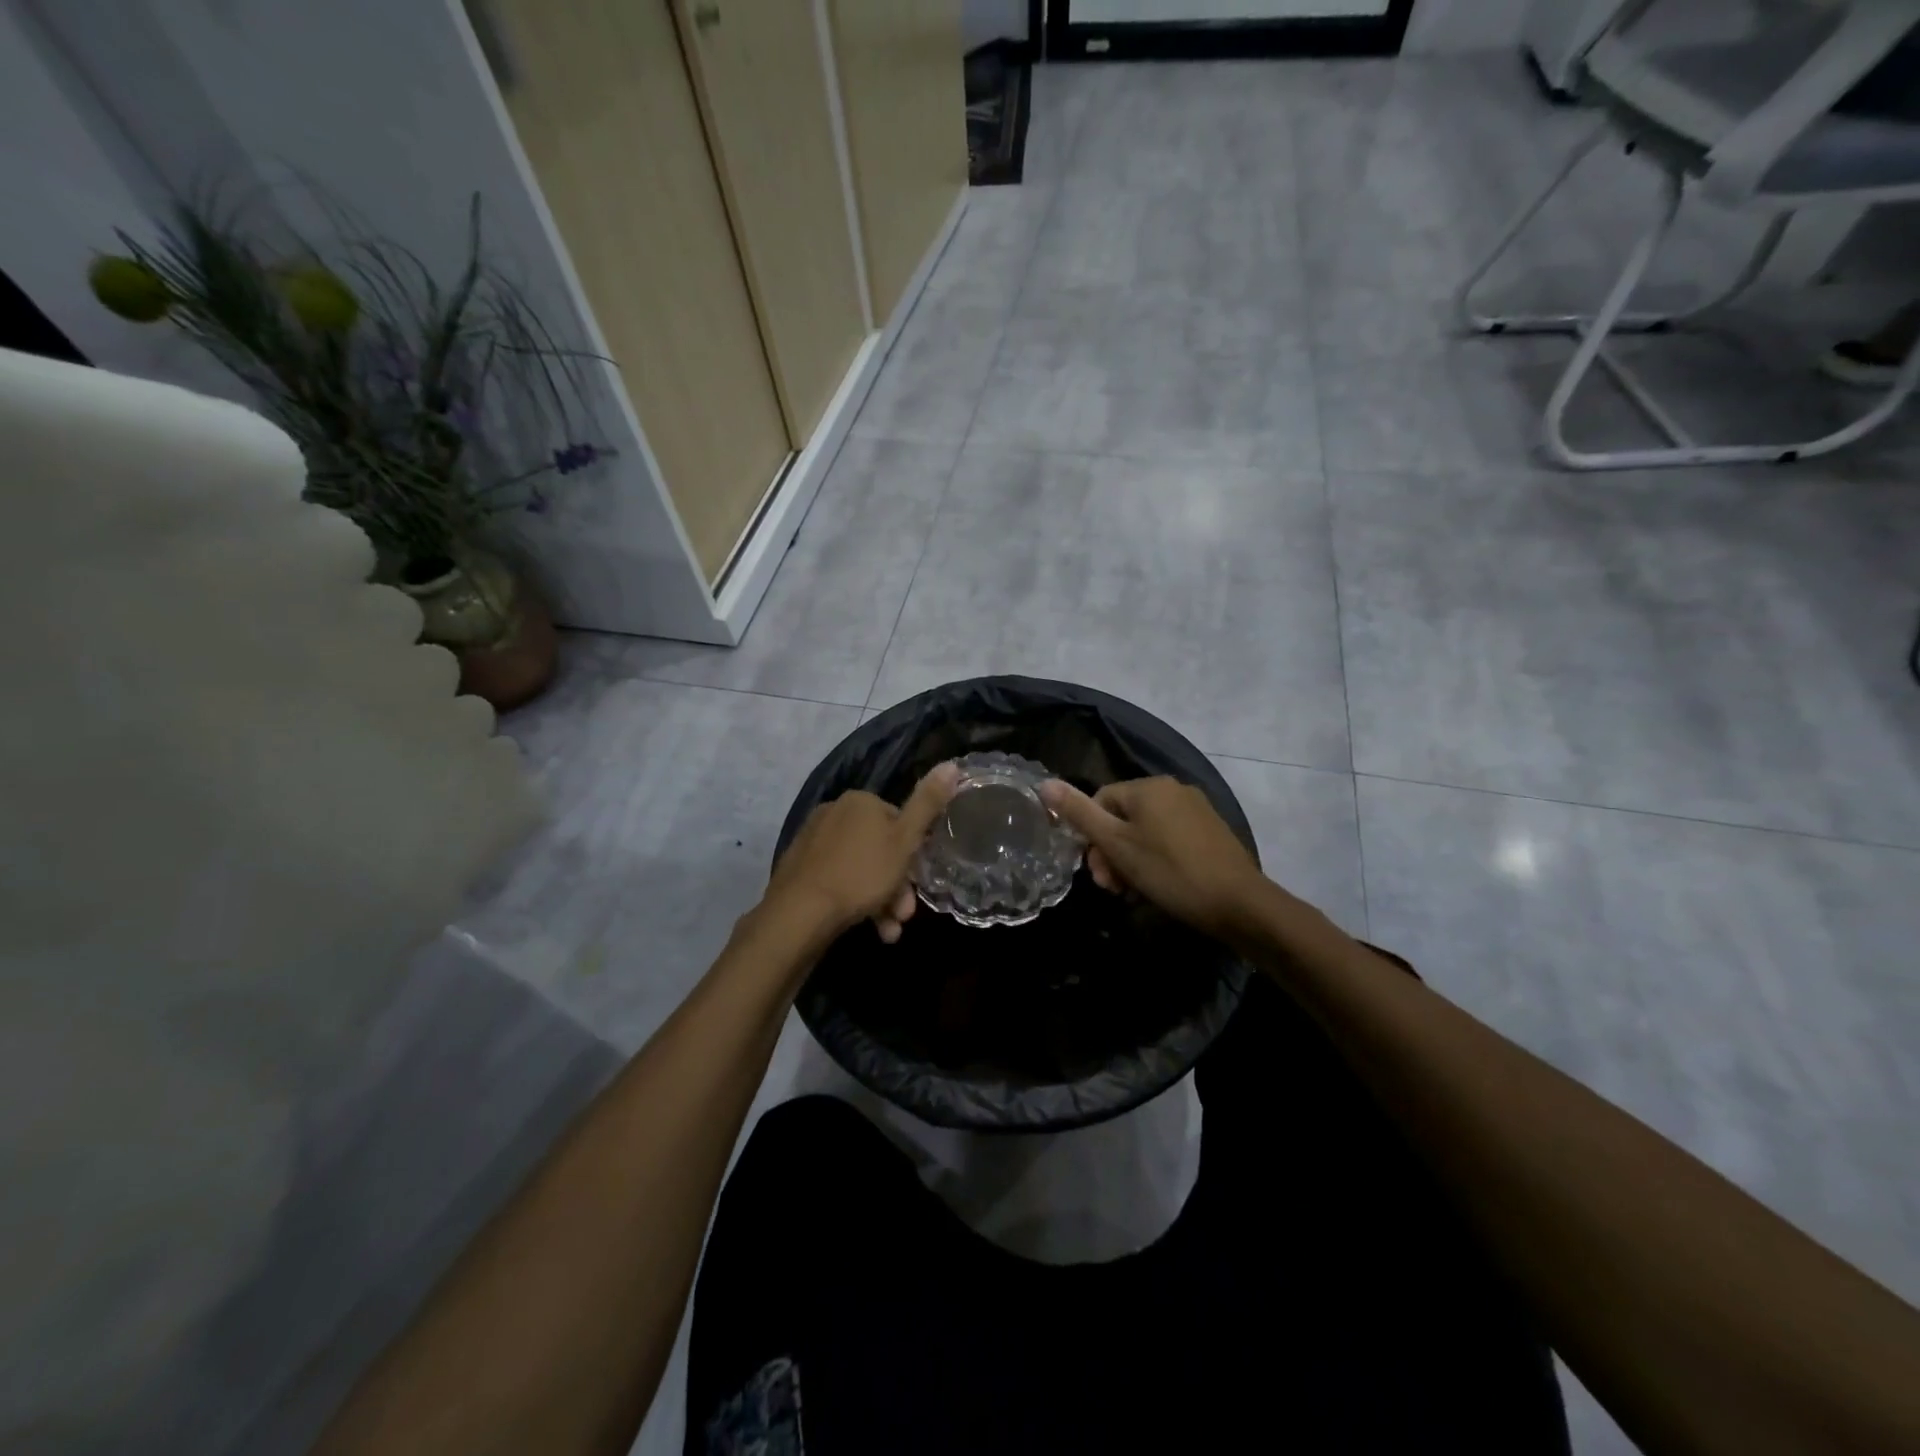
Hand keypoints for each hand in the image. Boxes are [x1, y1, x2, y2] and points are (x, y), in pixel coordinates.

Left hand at [764, 762, 960, 942]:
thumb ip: (928, 803)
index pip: (898, 822)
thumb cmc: (861, 874)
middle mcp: (834, 812)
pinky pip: (837, 880)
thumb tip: (952, 764)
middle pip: (879, 849)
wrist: (800, 913)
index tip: (918, 884)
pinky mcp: (799, 867)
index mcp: (860, 801)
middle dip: (897, 885)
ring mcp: (813, 840)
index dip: (913, 855)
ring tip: (888, 931)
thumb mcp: (905, 840)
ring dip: (880, 900)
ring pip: (860, 869)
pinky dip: (855, 901)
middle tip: (903, 915)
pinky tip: (867, 925)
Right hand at [1039, 776, 1268, 941]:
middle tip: (1113, 888)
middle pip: (1123, 818)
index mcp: (1148, 786)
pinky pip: (1170, 839)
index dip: (1091, 839)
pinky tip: (1159, 887)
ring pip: (1145, 832)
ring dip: (1131, 861)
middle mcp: (1173, 788)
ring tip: (1135, 893)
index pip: (1100, 802)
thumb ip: (1079, 813)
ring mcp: (1196, 809)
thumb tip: (1044, 783)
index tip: (1098, 874)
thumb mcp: (1116, 845)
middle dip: (1111, 853)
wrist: (1239, 904)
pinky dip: (1157, 860)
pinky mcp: (1212, 831)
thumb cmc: (1170, 872)